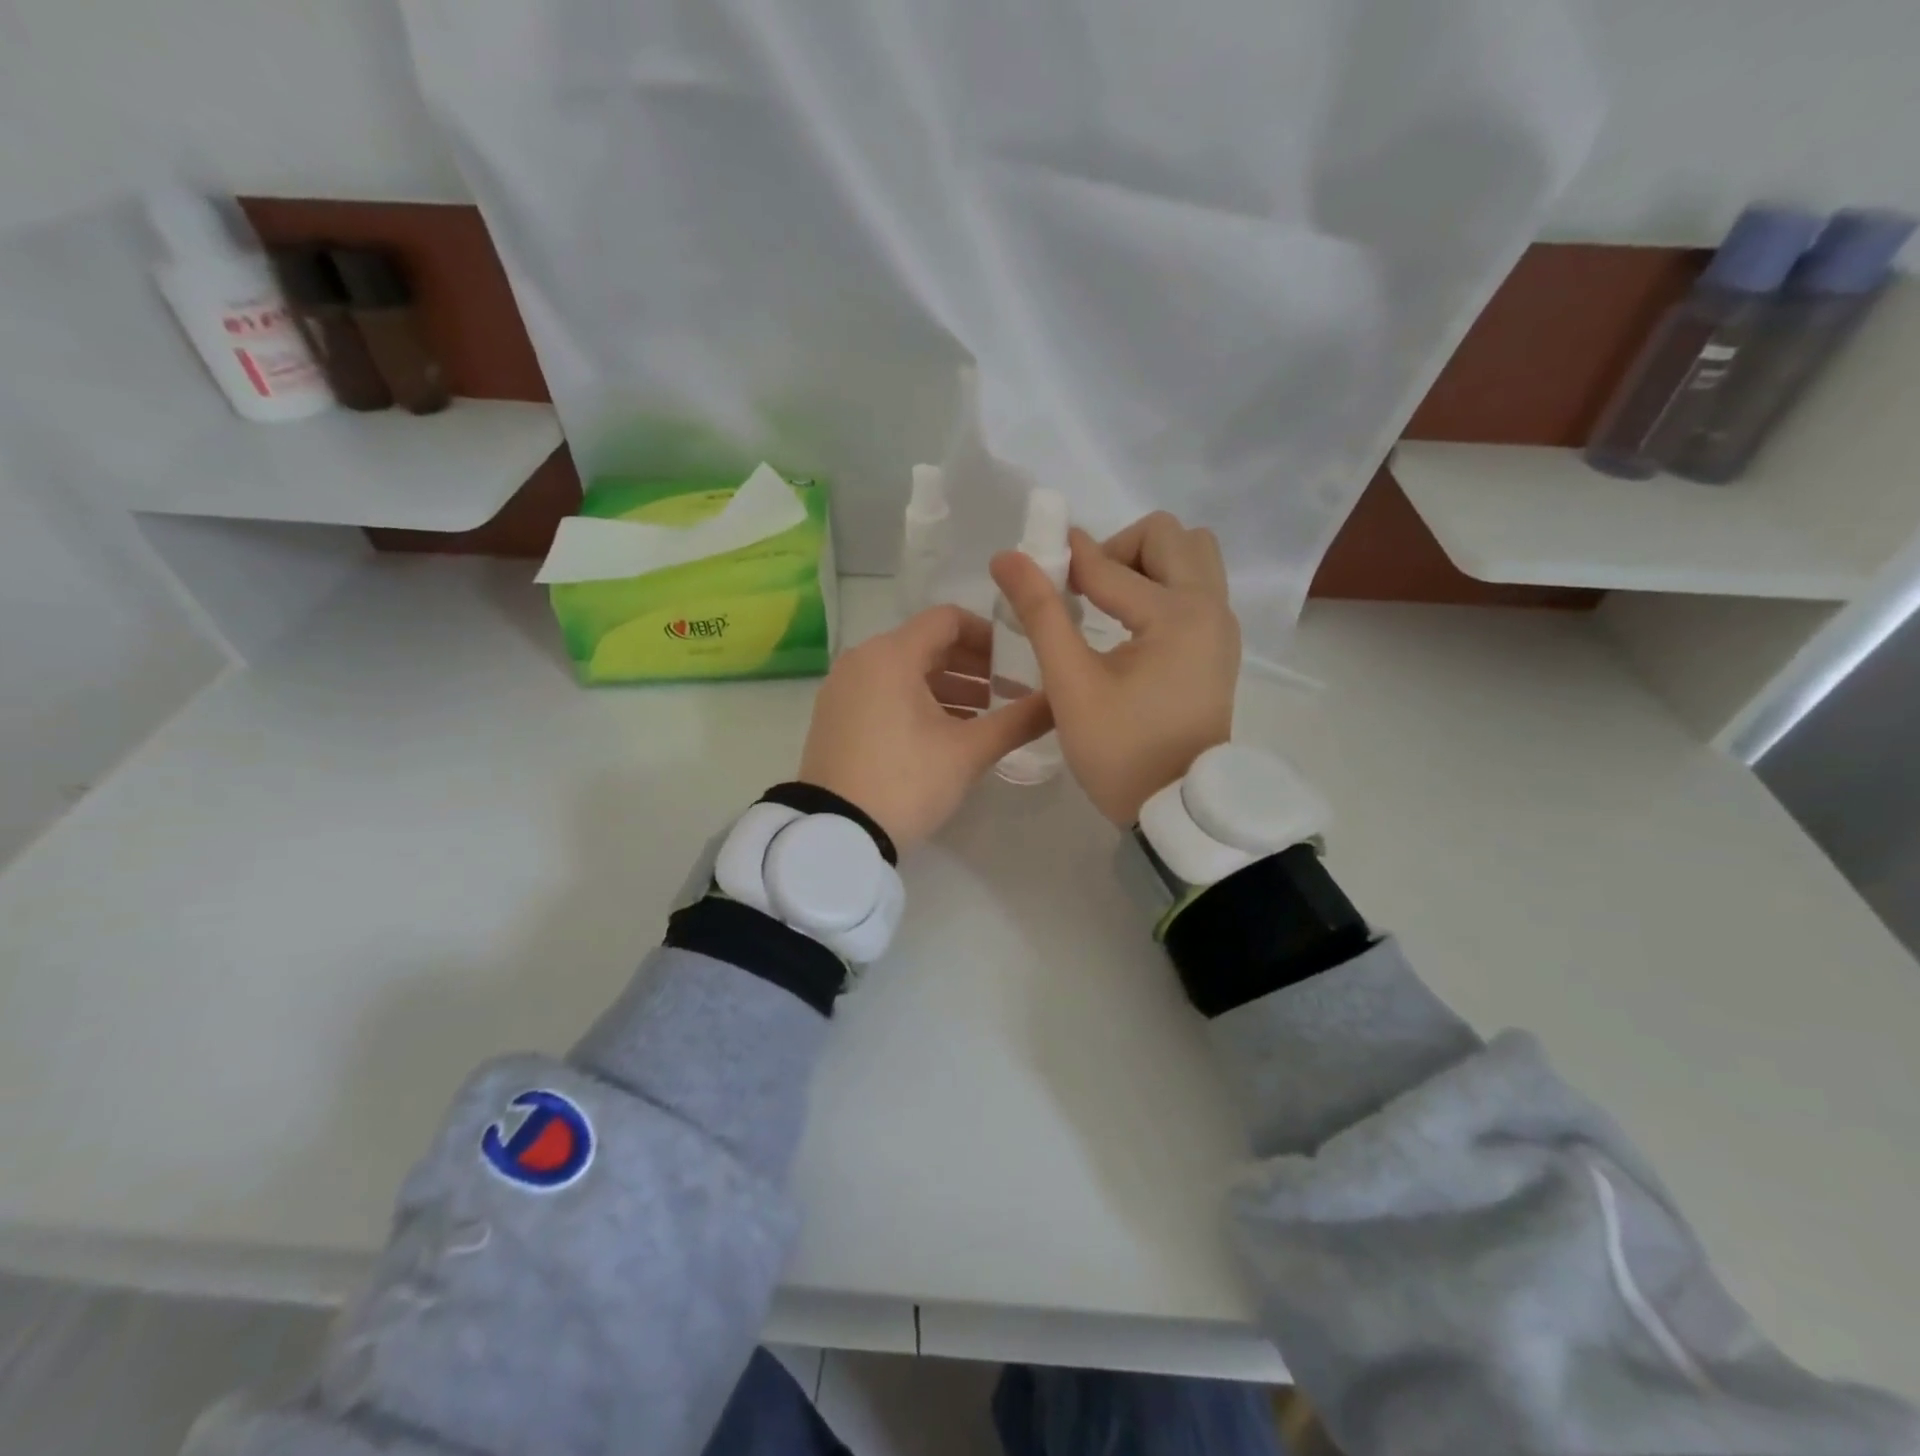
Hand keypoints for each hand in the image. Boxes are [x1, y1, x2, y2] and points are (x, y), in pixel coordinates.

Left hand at [799, 605, 1051, 850]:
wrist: (834, 834)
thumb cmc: (906, 781)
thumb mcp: (968, 752)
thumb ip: (1019, 720)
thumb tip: (1061, 700)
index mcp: (892, 654)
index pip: (948, 620)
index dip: (988, 634)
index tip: (1017, 660)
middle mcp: (862, 660)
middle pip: (927, 645)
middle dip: (972, 666)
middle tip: (1009, 691)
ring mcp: (843, 689)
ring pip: (905, 671)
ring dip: (948, 687)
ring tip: (985, 716)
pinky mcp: (836, 716)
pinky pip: (884, 692)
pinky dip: (918, 702)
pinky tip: (945, 732)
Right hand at [990, 512, 1238, 825]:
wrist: (1176, 808)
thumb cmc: (1120, 751)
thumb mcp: (1071, 684)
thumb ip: (1041, 614)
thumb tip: (1008, 558)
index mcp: (1178, 614)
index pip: (1109, 565)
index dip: (1062, 561)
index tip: (1028, 567)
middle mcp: (1212, 607)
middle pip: (1168, 536)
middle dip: (1117, 549)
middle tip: (1081, 591)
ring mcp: (1222, 627)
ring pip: (1190, 556)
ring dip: (1146, 563)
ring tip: (1107, 604)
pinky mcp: (1219, 646)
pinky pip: (1196, 587)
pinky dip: (1162, 586)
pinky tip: (1127, 625)